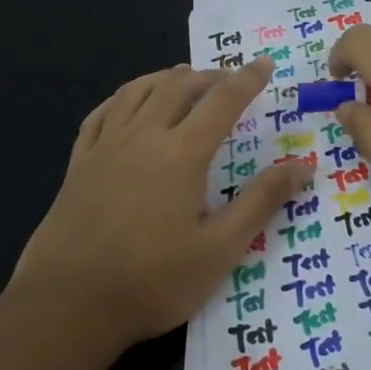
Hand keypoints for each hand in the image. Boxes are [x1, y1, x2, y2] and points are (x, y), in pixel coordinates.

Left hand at [8, 60, 312, 346]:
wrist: (67, 306)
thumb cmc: (152, 281)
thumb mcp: (220, 249)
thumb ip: (261, 202)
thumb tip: (303, 165)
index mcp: (182, 154)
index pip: (222, 101)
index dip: (248, 79)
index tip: (264, 63)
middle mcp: (143, 137)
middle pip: (178, 87)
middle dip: (208, 76)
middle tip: (228, 79)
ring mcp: (105, 148)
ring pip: (137, 91)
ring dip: (166, 78)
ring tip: (183, 77)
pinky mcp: (78, 165)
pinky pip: (101, 114)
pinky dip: (123, 97)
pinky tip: (128, 103)